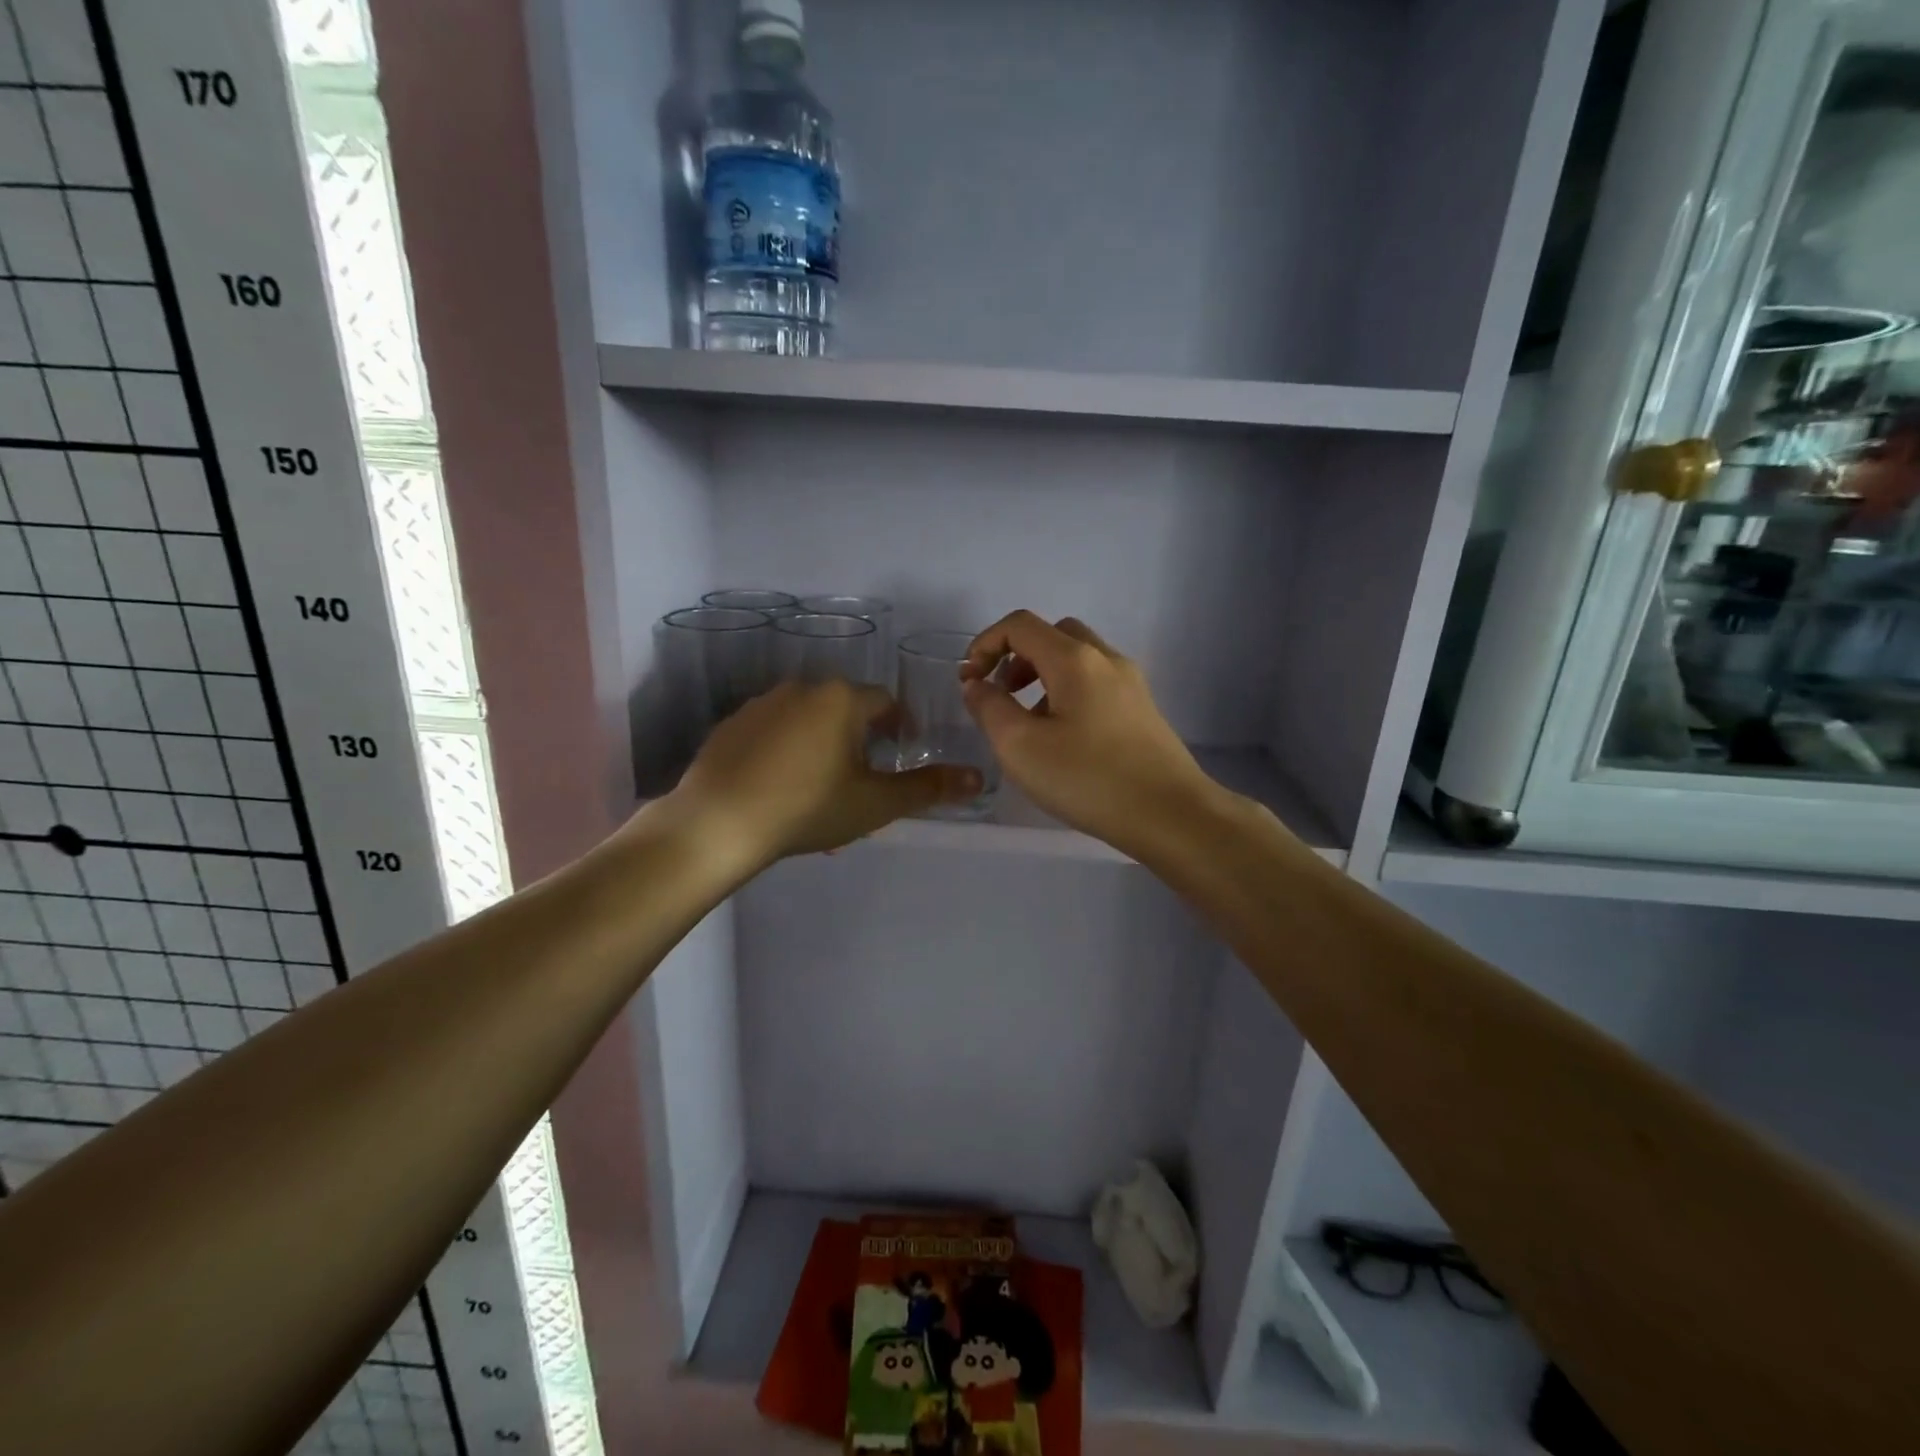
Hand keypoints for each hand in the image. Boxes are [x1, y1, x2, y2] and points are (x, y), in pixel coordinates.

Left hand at [669, 678, 982, 867]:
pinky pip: (772, 733)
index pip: (885, 702)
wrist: (718, 824)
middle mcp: (801, 688)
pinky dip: (786, 752)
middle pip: (844, 709)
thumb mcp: (876, 803)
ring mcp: (760, 705)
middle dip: (859, 740)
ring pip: (807, 721)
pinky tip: (780, 789)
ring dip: (822, 746)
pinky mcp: (730, 726)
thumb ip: (928, 788)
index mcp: (841, 698)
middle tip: (862, 782)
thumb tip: (979, 778)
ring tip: (821, 790)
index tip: (900, 754)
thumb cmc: (808, 807)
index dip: (899, 727)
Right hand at [960, 611, 1219, 856]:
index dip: (985, 644)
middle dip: (1017, 656)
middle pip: (1053, 634)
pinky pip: (1096, 684)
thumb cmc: (1089, 778)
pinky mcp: (1143, 710)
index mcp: (1074, 659)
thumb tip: (976, 684)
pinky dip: (1068, 694)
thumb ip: (989, 708)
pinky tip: (1063, 740)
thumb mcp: (1020, 746)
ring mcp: (1131, 684)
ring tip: (1028, 723)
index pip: (1020, 625)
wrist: (1171, 815)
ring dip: (1042, 676)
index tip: (969, 681)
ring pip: (1077, 660)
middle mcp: (1106, 659)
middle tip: (1002, 694)